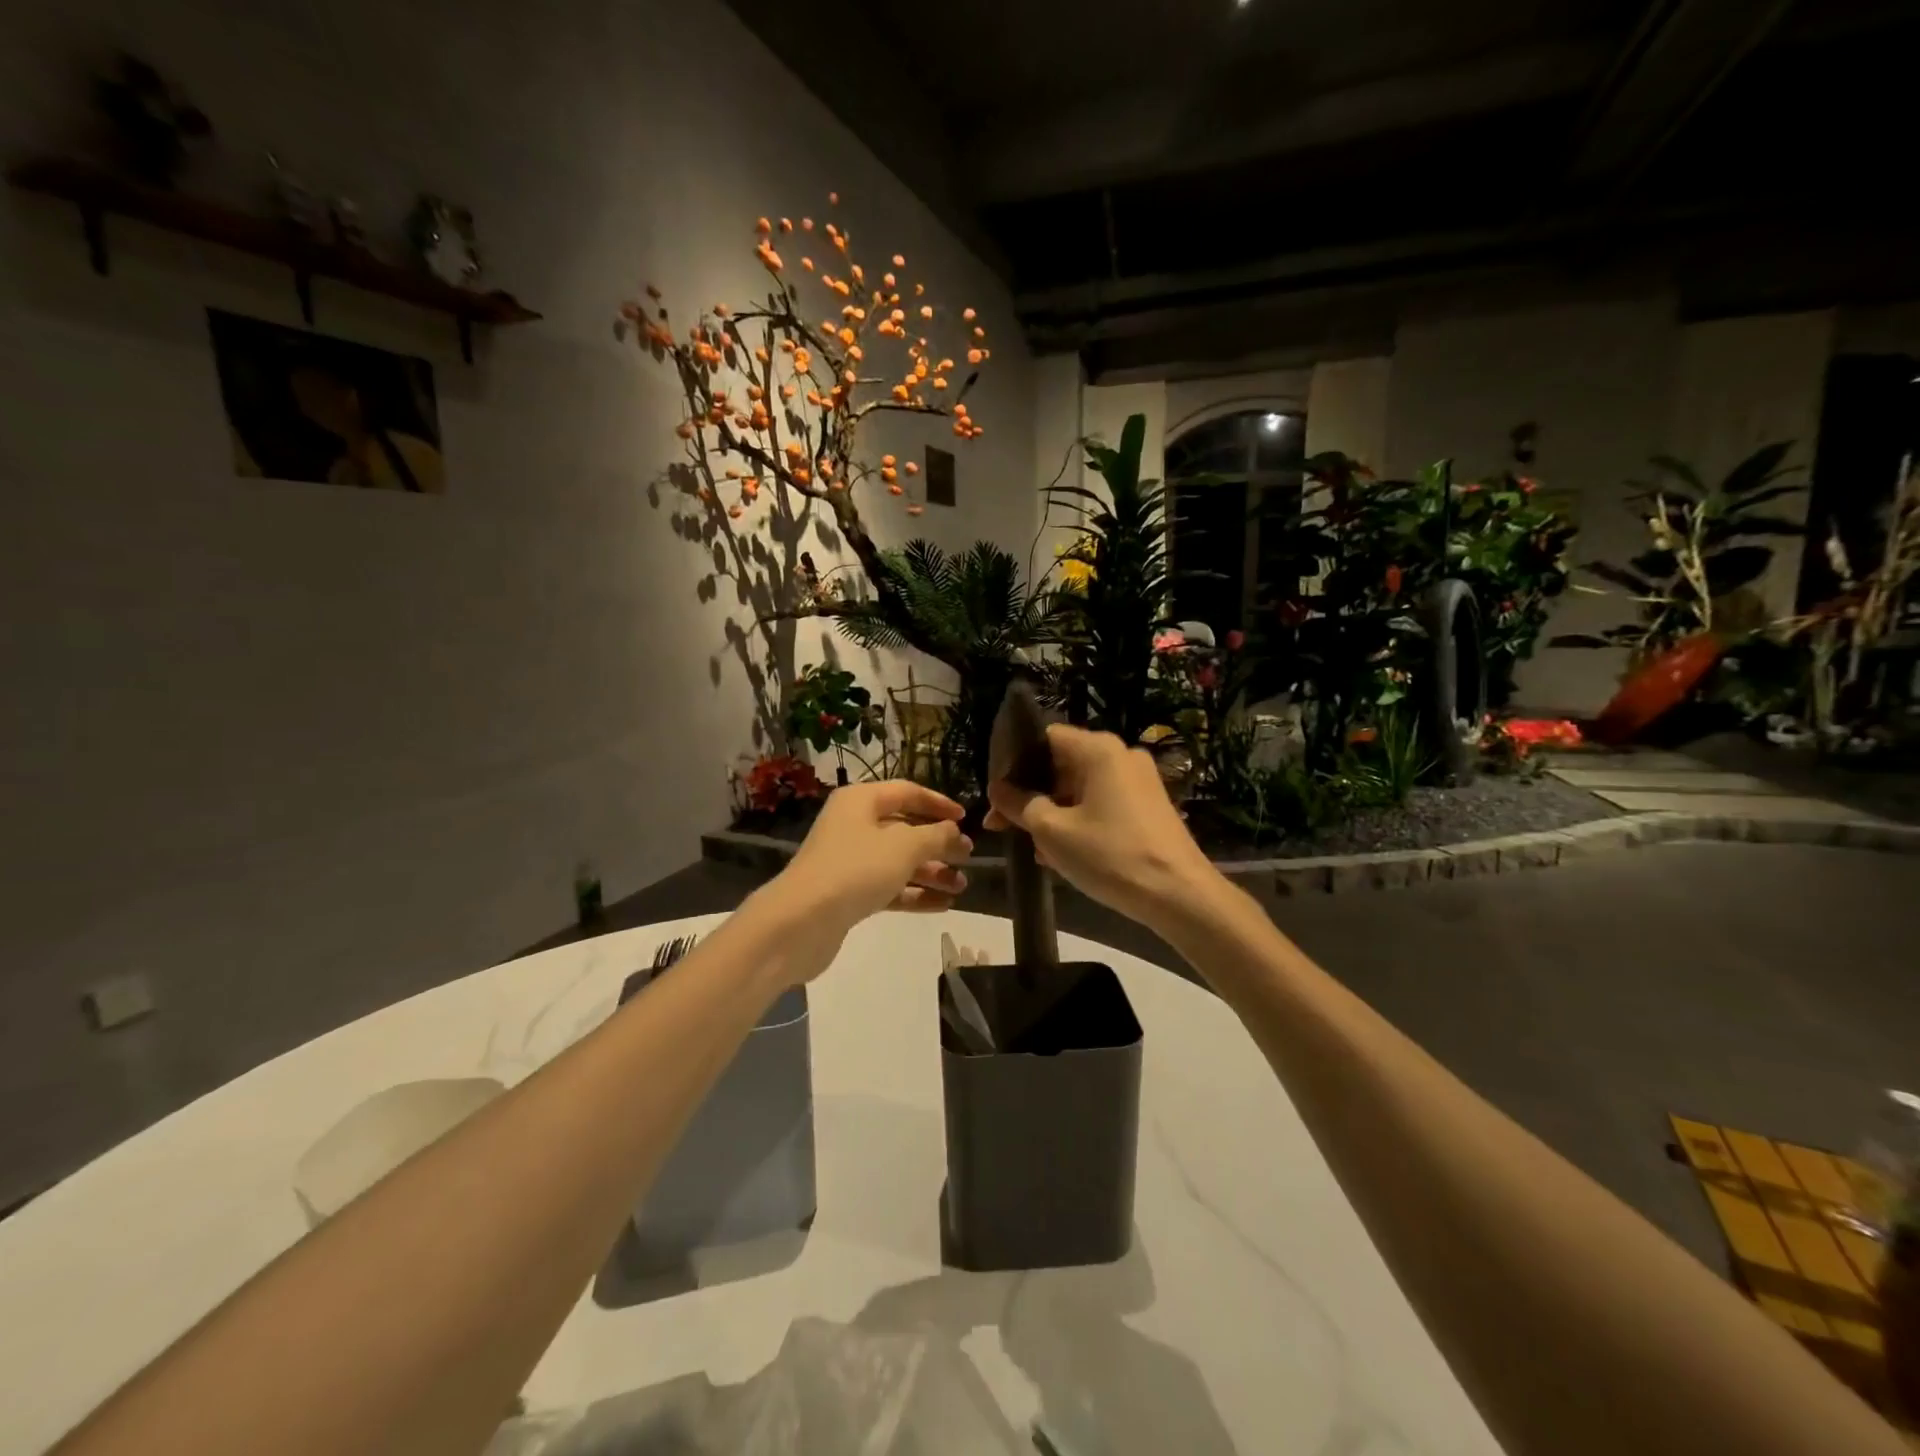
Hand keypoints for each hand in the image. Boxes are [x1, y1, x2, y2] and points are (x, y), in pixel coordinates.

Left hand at [779, 780, 972, 930]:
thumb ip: (936, 836)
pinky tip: (943, 904)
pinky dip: (914, 893)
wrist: (801, 922)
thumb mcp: (904, 847)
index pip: (907, 792)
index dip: (938, 803)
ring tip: (961, 886)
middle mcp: (853, 825)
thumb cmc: (856, 869)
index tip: (965, 819)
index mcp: (861, 801)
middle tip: (968, 857)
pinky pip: (889, 887)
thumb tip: (954, 833)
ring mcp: (849, 861)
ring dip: (931, 872)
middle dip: (938, 843)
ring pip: (898, 861)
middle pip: (904, 829)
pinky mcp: (848, 894)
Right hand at [986, 725, 1216, 928]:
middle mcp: (1121, 755)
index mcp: (1099, 750)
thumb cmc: (1111, 856)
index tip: (996, 794)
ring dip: (1052, 812)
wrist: (1180, 896)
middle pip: (1062, 764)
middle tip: (1002, 825)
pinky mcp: (1148, 806)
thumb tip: (997, 788)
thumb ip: (1019, 804)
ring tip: (1031, 847)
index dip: (1014, 763)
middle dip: (1030, 795)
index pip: (1044, 738)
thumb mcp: (1052, 831)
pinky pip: (1101, 804)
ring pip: (1080, 788)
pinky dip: (1078, 821)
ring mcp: (1138, 781)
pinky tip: (1061, 854)